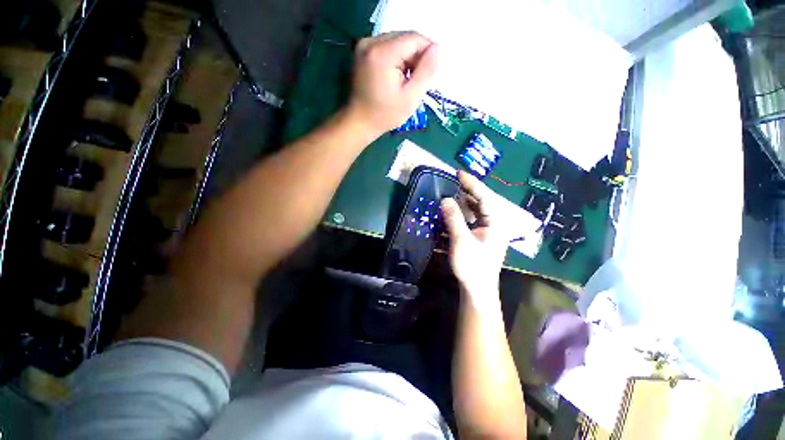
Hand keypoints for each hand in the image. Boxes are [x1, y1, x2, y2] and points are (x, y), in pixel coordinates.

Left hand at [347, 32, 438, 135]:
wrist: (359, 122)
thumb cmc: (385, 114)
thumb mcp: (411, 97)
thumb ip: (426, 71)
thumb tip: (437, 48)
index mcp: (383, 53)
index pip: (414, 38)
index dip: (427, 52)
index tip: (429, 72)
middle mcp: (371, 42)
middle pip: (404, 37)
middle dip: (416, 56)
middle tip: (416, 80)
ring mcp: (364, 45)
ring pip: (396, 41)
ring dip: (406, 57)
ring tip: (405, 80)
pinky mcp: (362, 51)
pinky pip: (386, 46)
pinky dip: (395, 58)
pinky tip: (395, 76)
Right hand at [441, 171, 519, 303]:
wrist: (478, 289)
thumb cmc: (472, 265)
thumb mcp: (461, 240)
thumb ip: (454, 218)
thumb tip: (445, 199)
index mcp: (495, 222)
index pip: (484, 197)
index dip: (471, 183)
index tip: (458, 173)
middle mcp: (494, 224)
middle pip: (482, 202)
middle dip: (468, 191)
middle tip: (453, 182)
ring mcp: (488, 231)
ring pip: (477, 211)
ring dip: (464, 202)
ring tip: (452, 194)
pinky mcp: (481, 237)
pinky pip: (472, 220)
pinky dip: (463, 214)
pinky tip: (453, 212)